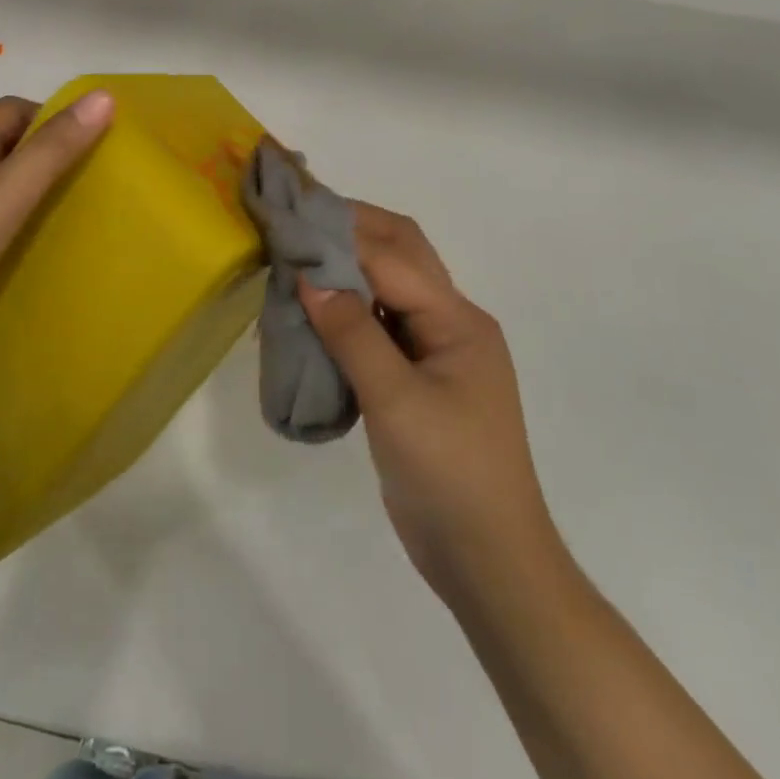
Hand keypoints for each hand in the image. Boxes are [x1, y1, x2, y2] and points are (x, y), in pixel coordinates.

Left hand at [0, 92, 113, 366]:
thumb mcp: (9, 194)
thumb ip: (55, 148)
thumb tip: (104, 96)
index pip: (14, 107)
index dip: (53, 116)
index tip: (89, 146)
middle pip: (4, 139)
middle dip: (45, 150)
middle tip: (83, 181)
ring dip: (27, 183)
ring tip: (61, 211)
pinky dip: (7, 212)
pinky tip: (20, 241)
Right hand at [299, 205, 558, 605]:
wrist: (488, 560)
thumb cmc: (450, 475)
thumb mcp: (396, 401)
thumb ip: (352, 333)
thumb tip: (307, 276)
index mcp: (458, 320)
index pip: (393, 257)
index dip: (341, 234)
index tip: (291, 218)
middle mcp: (450, 323)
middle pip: (400, 255)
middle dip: (351, 232)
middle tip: (296, 223)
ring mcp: (435, 352)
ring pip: (387, 288)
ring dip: (347, 269)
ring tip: (296, 259)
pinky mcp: (416, 379)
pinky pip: (378, 326)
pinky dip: (346, 310)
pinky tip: (313, 313)